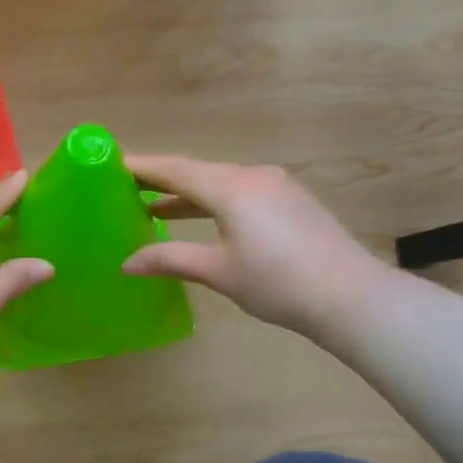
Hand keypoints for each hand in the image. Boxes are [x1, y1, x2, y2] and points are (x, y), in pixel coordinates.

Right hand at [121, 156, 383, 338]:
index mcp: (231, 187)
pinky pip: (240, 191)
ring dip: (187, 194)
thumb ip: (170, 259)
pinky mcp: (291, 199)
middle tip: (125, 188)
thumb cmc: (278, 284)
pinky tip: (203, 219)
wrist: (352, 297)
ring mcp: (276, 185)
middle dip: (160, 180)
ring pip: (220, 181)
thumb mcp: (218, 272)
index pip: (174, 169)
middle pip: (196, 171)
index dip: (140, 167)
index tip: (110, 165)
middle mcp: (252, 175)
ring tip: (153, 207)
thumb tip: (127, 263)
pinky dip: (213, 201)